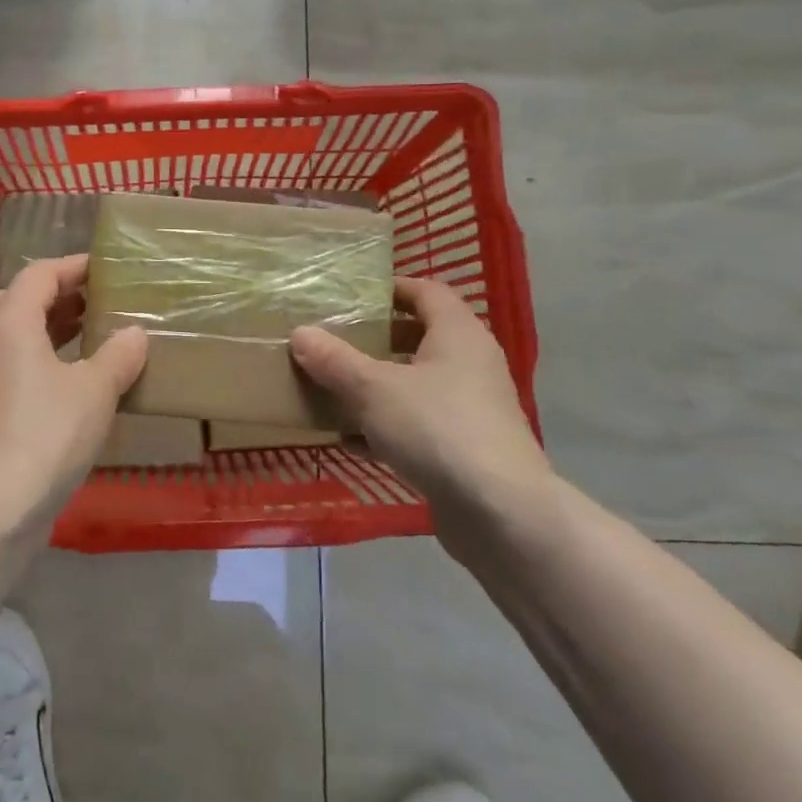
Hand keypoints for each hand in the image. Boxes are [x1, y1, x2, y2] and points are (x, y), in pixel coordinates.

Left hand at [0, 254, 146, 523]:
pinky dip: (37, 361)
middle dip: (56, 297)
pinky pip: (9, 367)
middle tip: (94, 303)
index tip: (106, 269)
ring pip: (10, 336)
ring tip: (89, 338)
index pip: (39, 274)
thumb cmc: (45, 434)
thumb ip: (119, 355)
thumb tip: (134, 333)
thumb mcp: (95, 391)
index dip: (74, 267)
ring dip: (46, 330)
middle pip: (17, 300)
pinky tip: (71, 384)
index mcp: (9, 321)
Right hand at [290, 277, 549, 560]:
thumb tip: (300, 333)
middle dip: (376, 339)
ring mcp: (471, 409)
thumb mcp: (373, 389)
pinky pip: (418, 426)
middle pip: (419, 337)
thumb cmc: (437, 428)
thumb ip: (334, 360)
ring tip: (331, 387)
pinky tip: (348, 441)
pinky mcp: (465, 450)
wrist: (501, 514)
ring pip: (415, 385)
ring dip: (376, 386)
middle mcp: (470, 364)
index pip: (426, 291)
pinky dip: (385, 428)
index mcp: (457, 334)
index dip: (390, 287)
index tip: (351, 294)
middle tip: (333, 339)